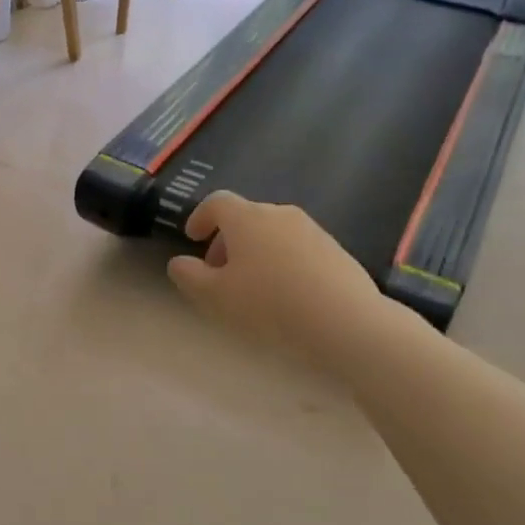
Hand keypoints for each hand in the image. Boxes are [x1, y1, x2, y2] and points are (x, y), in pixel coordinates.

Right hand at [167, 191, 381, 358]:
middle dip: (226, 241)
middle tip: (218, 274)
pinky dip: (281, 263)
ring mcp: (312, 230)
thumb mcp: (214, 296)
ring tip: (251, 288)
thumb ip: (189, 276)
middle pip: (245, 218)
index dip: (200, 217)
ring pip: (272, 234)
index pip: (217, 202)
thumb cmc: (268, 305)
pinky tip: (284, 296)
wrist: (345, 322)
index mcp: (247, 218)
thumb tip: (179, 262)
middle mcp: (280, 214)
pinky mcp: (335, 251)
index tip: (192, 238)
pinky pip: (297, 249)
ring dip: (254, 253)